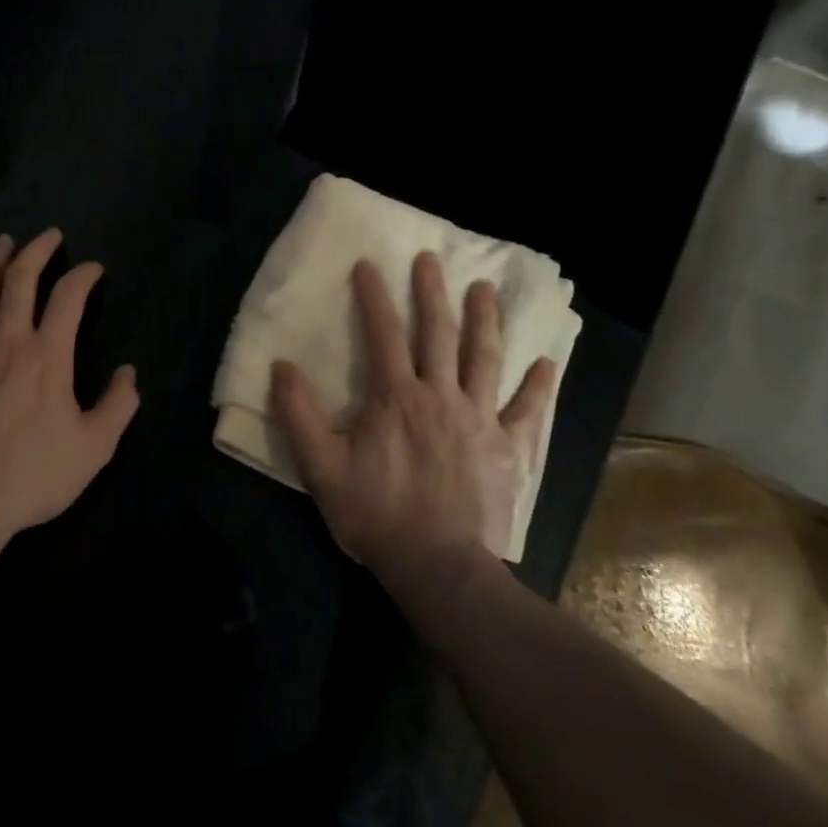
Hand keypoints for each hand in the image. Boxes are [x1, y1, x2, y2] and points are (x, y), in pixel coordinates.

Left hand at [0, 230, 139, 537]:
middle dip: (37, 250)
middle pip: (20, 279)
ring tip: (5, 243)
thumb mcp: (94, 447)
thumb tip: (129, 373)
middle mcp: (9, 340)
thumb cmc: (34, 473)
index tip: (93, 268)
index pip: (68, 297)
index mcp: (48, 355)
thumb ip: (118, 406)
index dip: (83, 275)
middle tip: (49, 234)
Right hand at [270, 254, 556, 581]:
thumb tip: (281, 366)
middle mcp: (440, 396)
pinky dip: (537, 387)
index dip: (374, 297)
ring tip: (485, 289)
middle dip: (432, 293)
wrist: (439, 567)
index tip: (368, 265)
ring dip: (484, 320)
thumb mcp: (321, 468)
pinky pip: (526, 411)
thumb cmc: (376, 514)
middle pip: (438, 333)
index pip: (383, 334)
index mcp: (395, 397)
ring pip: (484, 359)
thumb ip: (299, 415)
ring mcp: (479, 420)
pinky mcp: (508, 448)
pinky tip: (546, 364)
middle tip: (431, 259)